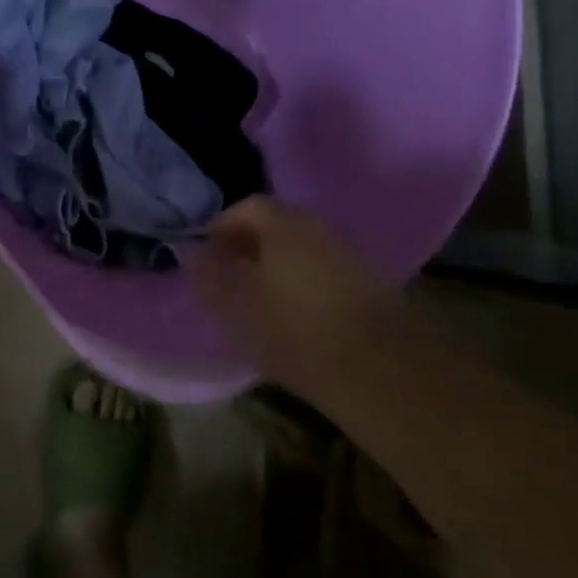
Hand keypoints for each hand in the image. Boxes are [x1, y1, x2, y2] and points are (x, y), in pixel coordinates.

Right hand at [189, 197, 401, 387]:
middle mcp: (321, 229)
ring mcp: (351, 254)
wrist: (380, 370)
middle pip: (279, 224)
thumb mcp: (237, 307)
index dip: (223, 225)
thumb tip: (197, 256)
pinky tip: (294, 311)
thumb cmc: (295, 331)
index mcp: (286, 226)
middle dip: (251, 243)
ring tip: (259, 295)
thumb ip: (211, 277)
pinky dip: (304, 279)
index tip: (207, 252)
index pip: (249, 207)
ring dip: (278, 262)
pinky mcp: (372, 284)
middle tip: (230, 271)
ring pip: (304, 247)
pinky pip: (325, 268)